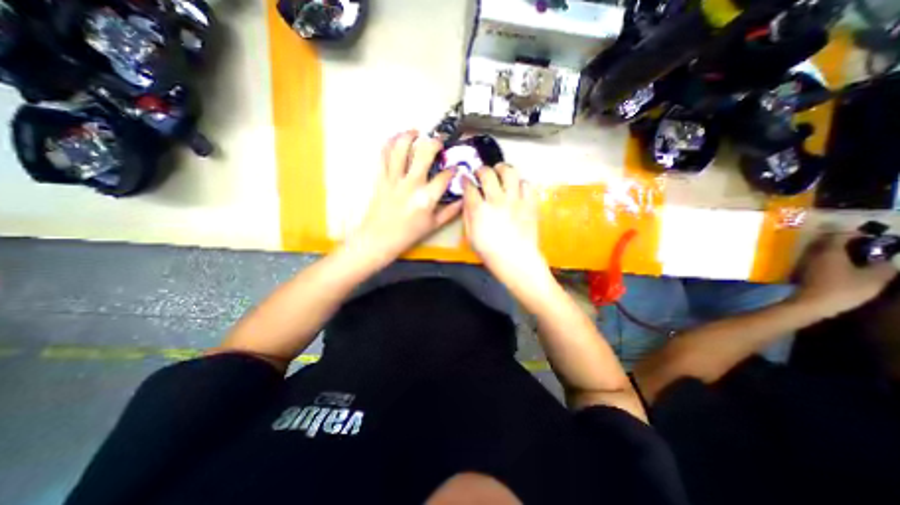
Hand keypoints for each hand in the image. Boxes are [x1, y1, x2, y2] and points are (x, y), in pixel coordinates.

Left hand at [348, 131, 463, 268]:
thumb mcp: (433, 225)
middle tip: (440, 141)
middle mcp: (411, 184)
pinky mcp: (381, 178)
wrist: (378, 239)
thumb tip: (463, 200)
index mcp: (426, 198)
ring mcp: (394, 178)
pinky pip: (384, 155)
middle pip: (424, 152)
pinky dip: (390, 143)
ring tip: (417, 132)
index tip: (455, 169)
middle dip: (435, 142)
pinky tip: (397, 139)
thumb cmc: (408, 234)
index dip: (453, 170)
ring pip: (401, 147)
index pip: (445, 176)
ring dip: (410, 135)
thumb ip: (450, 211)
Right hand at [463, 164, 548, 291]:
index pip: (470, 186)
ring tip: (499, 171)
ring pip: (509, 172)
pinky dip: (520, 183)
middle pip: (487, 173)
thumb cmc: (490, 252)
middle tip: (480, 173)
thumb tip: (468, 199)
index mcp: (479, 210)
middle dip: (481, 170)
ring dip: (502, 169)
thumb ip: (468, 215)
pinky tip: (516, 187)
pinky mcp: (530, 203)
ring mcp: (515, 200)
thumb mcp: (471, 236)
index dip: (466, 180)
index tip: (466, 179)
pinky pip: (526, 184)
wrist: (516, 260)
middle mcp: (497, 200)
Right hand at [790, 230, 894, 316]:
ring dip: (834, 271)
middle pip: (865, 269)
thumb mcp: (829, 256)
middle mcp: (875, 286)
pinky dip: (824, 281)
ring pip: (848, 279)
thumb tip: (838, 226)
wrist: (810, 305)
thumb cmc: (825, 279)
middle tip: (826, 254)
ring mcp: (856, 297)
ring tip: (813, 266)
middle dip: (848, 261)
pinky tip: (809, 279)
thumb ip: (835, 241)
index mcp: (881, 275)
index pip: (882, 259)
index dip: (867, 250)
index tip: (847, 245)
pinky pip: (834, 287)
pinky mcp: (837, 302)